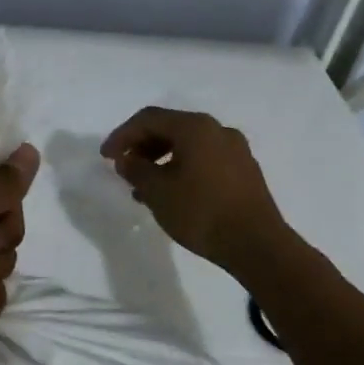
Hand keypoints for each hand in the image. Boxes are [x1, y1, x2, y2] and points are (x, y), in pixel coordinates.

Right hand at [100, 108, 288, 272]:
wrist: (257, 245)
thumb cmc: (201, 212)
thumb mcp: (157, 191)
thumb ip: (135, 170)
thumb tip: (126, 160)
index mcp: (195, 127)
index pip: (149, 119)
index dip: (122, 135)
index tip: (105, 157)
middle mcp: (217, 130)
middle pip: (170, 128)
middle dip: (142, 146)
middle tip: (123, 168)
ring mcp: (235, 149)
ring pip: (188, 145)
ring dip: (160, 159)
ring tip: (143, 186)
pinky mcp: (244, 170)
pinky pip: (204, 159)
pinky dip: (182, 168)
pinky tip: (171, 193)